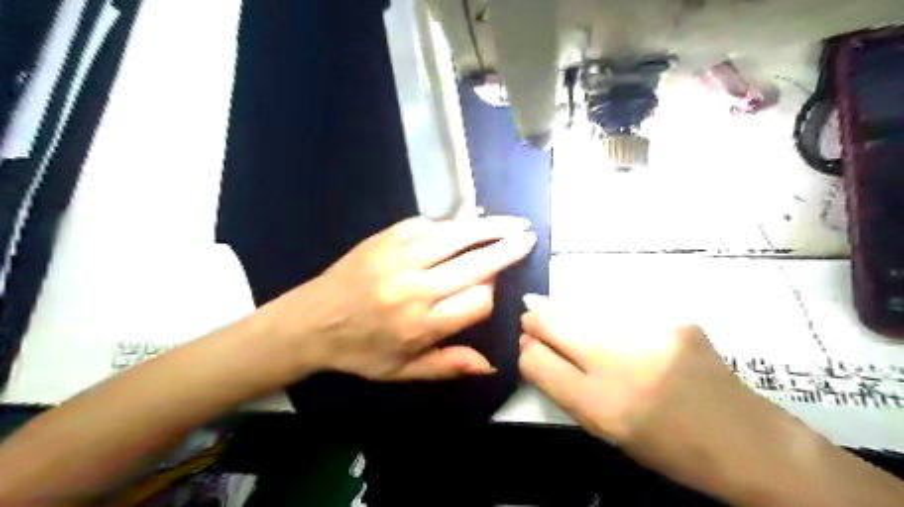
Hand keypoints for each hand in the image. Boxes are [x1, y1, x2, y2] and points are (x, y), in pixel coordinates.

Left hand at [269, 216, 533, 381]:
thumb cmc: (359, 352)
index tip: (494, 290)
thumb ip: (448, 365)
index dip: (493, 294)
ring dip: (487, 228)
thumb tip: (492, 364)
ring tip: (511, 222)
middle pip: (474, 264)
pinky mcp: (385, 238)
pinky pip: (426, 225)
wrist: (310, 322)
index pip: (478, 302)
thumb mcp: (403, 371)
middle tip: (528, 236)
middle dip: (506, 250)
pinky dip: (448, 224)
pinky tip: (463, 223)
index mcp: (422, 325)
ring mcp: (400, 258)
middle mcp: (415, 288)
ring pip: (455, 237)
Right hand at [515, 296, 775, 486]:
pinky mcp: (672, 317)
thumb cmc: (665, 444)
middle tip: (535, 320)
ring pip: (581, 308)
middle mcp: (619, 362)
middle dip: (536, 319)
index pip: (533, 359)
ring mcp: (648, 332)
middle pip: (551, 321)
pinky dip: (608, 317)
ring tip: (582, 328)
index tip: (530, 345)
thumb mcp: (604, 428)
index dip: (526, 350)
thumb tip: (532, 348)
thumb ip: (563, 386)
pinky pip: (618, 308)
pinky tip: (625, 333)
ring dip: (571, 315)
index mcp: (600, 405)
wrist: (745, 440)